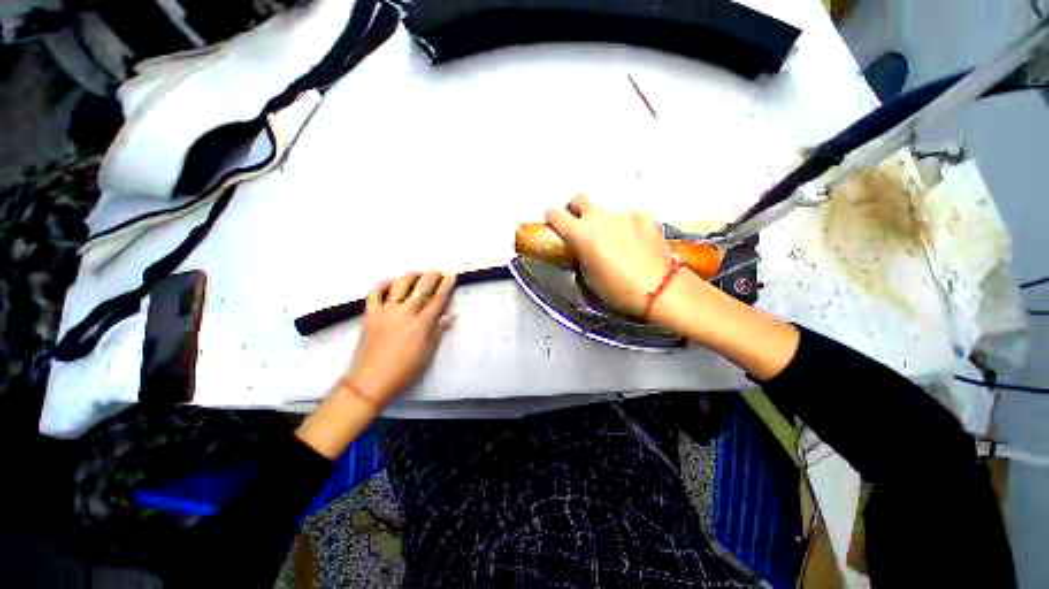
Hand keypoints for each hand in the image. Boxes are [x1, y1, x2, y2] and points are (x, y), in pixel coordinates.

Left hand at [343, 271, 455, 407]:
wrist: (370, 381)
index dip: (446, 286)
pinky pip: (375, 293)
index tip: (451, 276)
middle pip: (421, 288)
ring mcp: (385, 311)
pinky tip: (392, 282)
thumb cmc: (404, 371)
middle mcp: (404, 313)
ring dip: (411, 276)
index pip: (437, 300)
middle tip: (438, 272)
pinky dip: (383, 284)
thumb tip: (449, 316)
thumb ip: (437, 331)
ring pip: (400, 285)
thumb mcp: (427, 354)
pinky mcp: (370, 314)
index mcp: (421, 325)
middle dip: (432, 277)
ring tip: (418, 273)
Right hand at [545, 195, 677, 317]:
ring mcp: (624, 215)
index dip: (553, 218)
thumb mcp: (589, 278)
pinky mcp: (645, 216)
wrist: (660, 289)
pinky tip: (637, 243)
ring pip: (607, 213)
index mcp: (581, 234)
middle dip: (576, 210)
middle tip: (583, 227)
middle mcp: (600, 218)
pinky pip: (629, 217)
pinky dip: (628, 227)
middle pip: (580, 199)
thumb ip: (580, 257)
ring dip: (606, 224)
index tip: (556, 224)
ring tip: (619, 244)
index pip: (556, 214)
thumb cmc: (618, 290)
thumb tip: (581, 249)